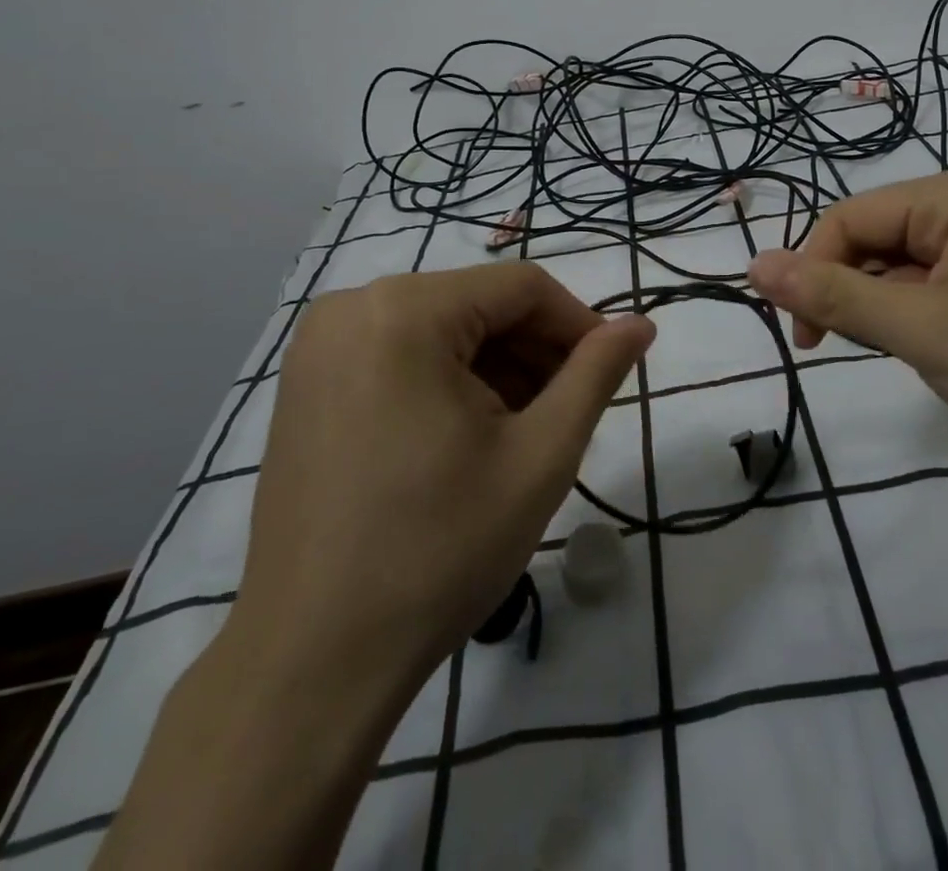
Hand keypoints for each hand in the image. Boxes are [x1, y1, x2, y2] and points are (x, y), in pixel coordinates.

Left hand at [231, 262, 655, 692]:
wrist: (312, 661)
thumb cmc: (439, 549)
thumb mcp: (540, 456)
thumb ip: (596, 374)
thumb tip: (641, 324)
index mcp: (405, 311)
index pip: (521, 286)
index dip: (578, 325)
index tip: (608, 375)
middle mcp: (353, 308)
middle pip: (479, 304)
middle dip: (535, 351)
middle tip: (568, 412)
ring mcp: (321, 346)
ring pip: (443, 328)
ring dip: (496, 368)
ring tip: (523, 433)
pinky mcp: (307, 384)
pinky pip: (401, 354)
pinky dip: (448, 380)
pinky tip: (468, 438)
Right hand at [746, 168, 947, 492]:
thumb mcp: (921, 330)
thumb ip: (833, 296)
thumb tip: (753, 265)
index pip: (849, 218)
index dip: (812, 269)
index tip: (802, 336)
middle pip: (872, 241)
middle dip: (848, 293)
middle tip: (843, 350)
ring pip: (897, 272)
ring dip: (879, 313)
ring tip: (900, 356)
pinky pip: (928, 295)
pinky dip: (910, 325)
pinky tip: (927, 358)